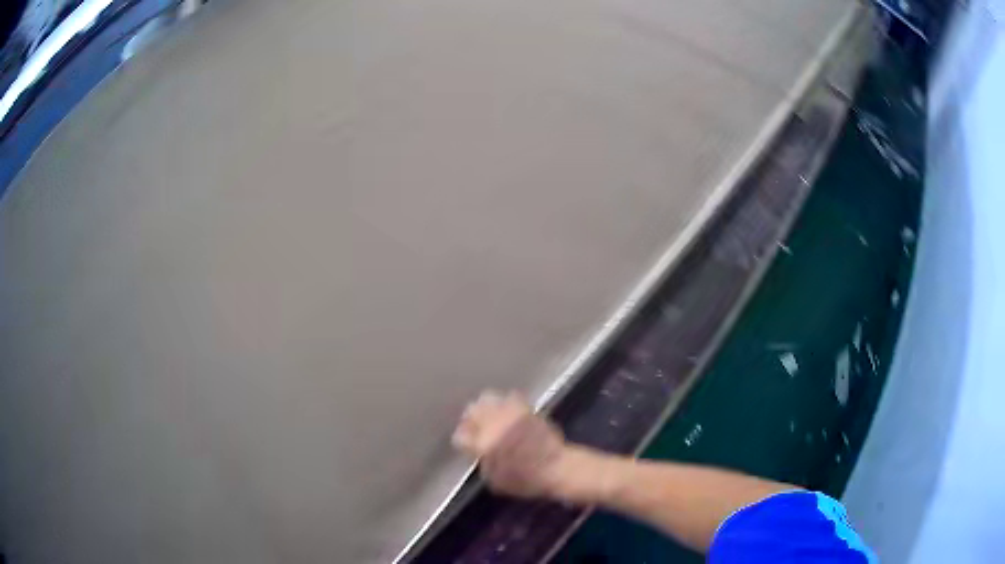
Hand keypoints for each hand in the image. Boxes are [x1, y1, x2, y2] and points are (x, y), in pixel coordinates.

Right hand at [452, 390, 567, 497]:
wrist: (557, 467)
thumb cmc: (526, 480)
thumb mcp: (496, 480)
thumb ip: (482, 462)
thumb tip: (477, 452)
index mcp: (484, 443)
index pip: (461, 435)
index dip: (462, 440)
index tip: (466, 444)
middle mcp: (495, 424)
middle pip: (472, 410)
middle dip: (470, 419)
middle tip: (474, 427)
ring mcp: (511, 413)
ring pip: (488, 399)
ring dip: (485, 407)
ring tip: (489, 417)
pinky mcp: (526, 408)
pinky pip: (509, 398)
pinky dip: (504, 403)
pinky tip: (507, 414)